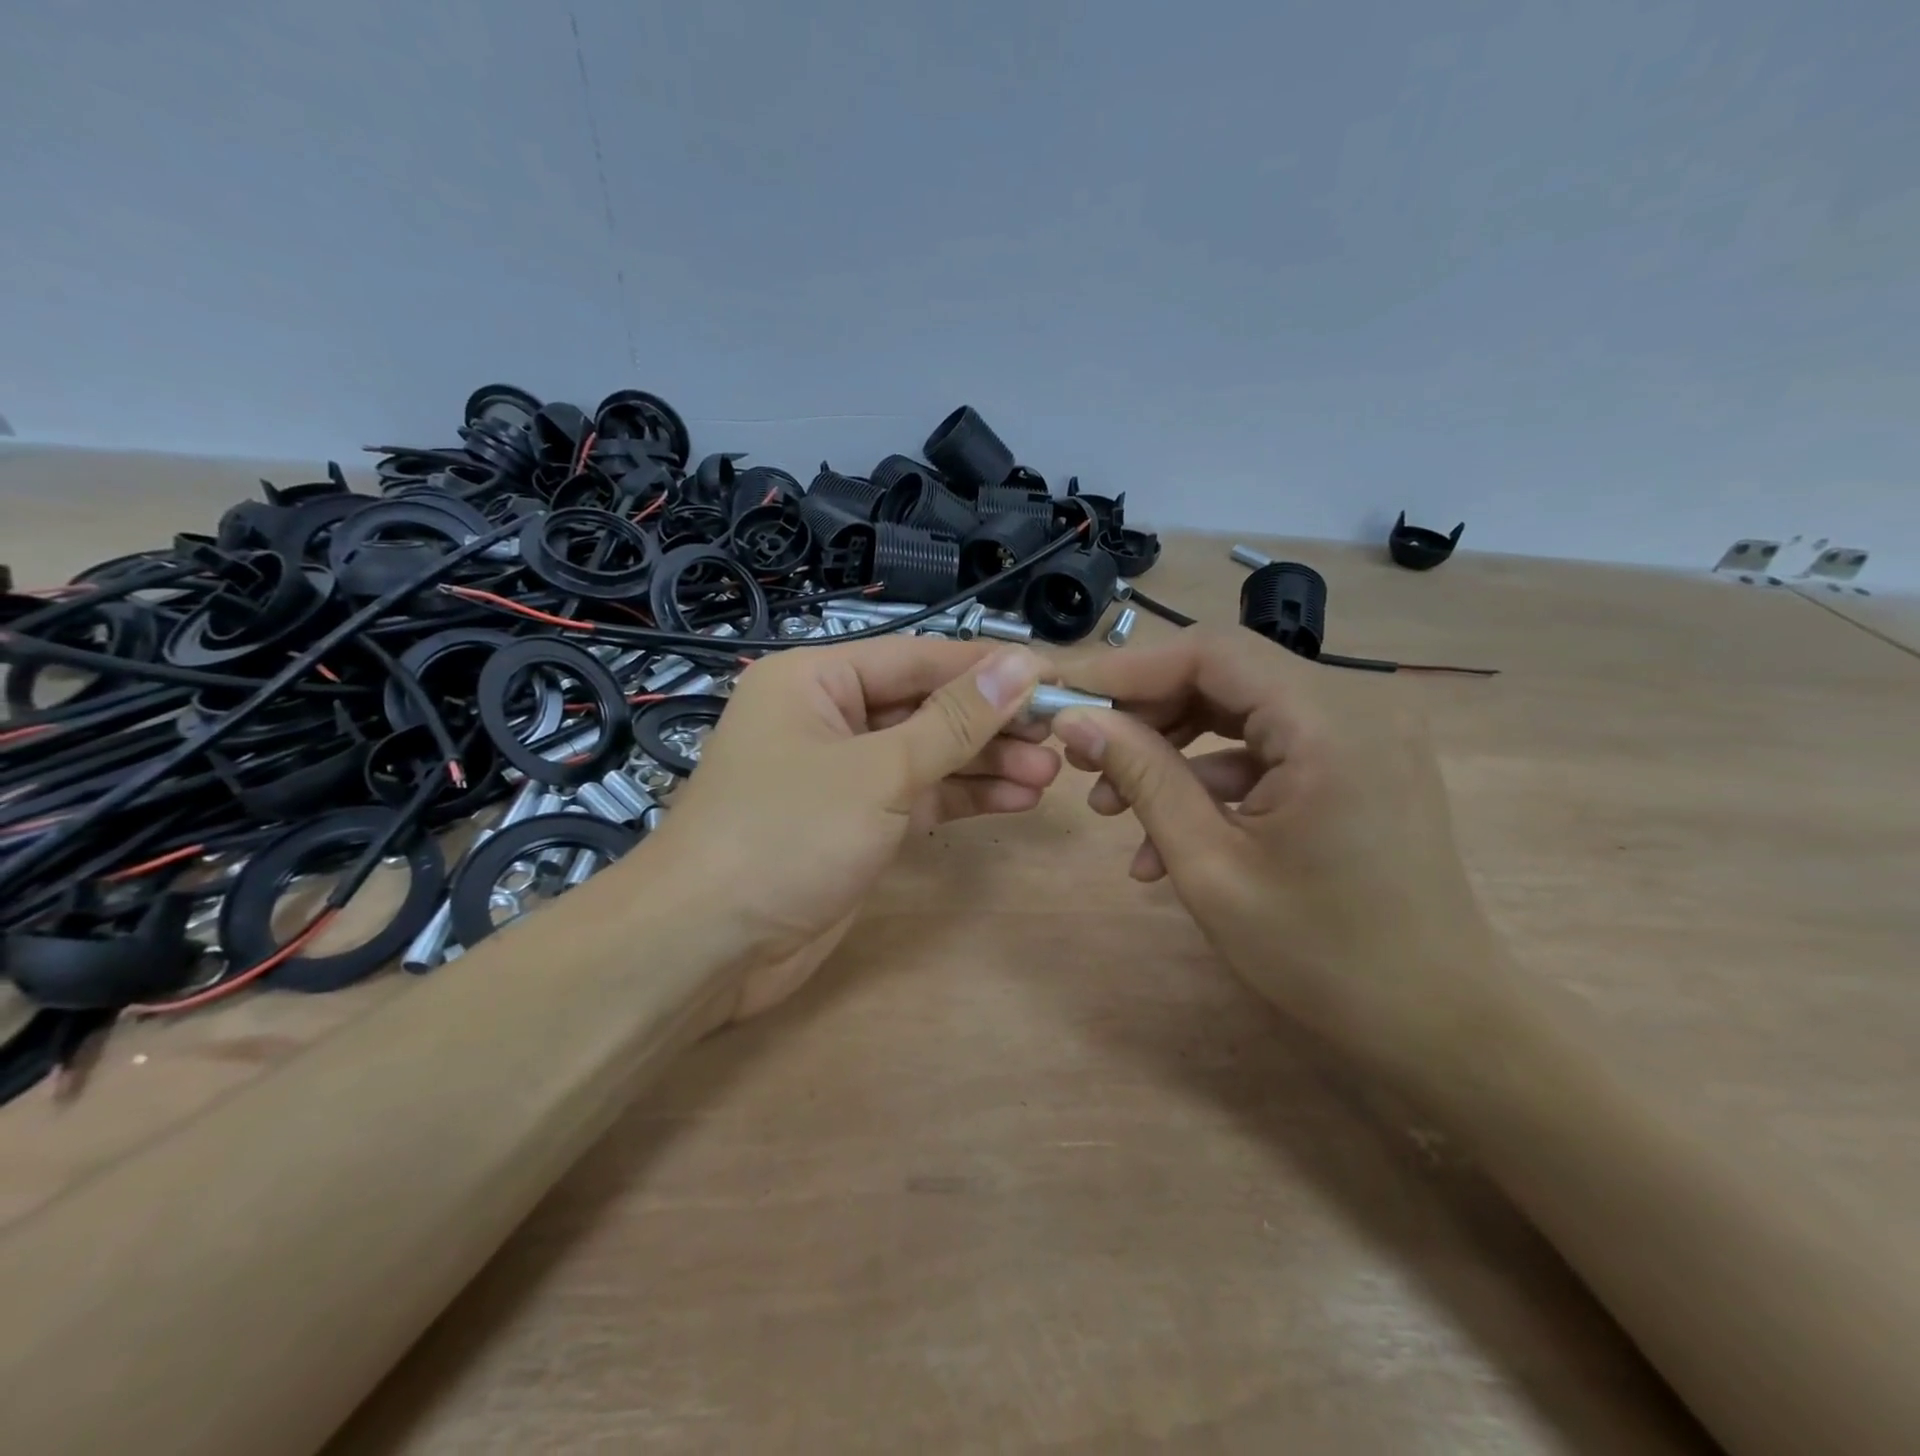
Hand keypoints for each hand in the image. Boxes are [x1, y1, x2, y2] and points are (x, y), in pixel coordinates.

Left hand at [644, 637, 1055, 1024]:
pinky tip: (1016, 799)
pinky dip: (962, 797)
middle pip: (925, 707)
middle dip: (990, 724)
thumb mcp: (879, 770)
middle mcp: (828, 718)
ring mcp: (843, 774)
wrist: (707, 946)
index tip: (1051, 677)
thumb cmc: (786, 834)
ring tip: (1051, 773)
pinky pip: (918, 796)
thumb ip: (954, 721)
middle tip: (1059, 736)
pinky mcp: (855, 823)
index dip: (986, 667)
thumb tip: (1021, 666)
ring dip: (985, 764)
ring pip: (927, 755)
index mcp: (816, 680)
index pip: (917, 658)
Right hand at [1049, 628, 1500, 1080]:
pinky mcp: (1358, 760)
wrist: (1439, 1023)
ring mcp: (1363, 731)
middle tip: (1081, 757)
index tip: (1063, 697)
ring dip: (1171, 750)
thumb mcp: (1210, 866)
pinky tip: (1166, 838)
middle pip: (1223, 675)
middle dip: (1144, 714)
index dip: (1126, 670)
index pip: (1210, 653)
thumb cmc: (1322, 956)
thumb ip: (1141, 777)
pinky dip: (1213, 779)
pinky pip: (1268, 747)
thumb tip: (1074, 720)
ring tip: (1109, 805)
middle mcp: (1358, 703)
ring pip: (1239, 709)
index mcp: (1330, 721)